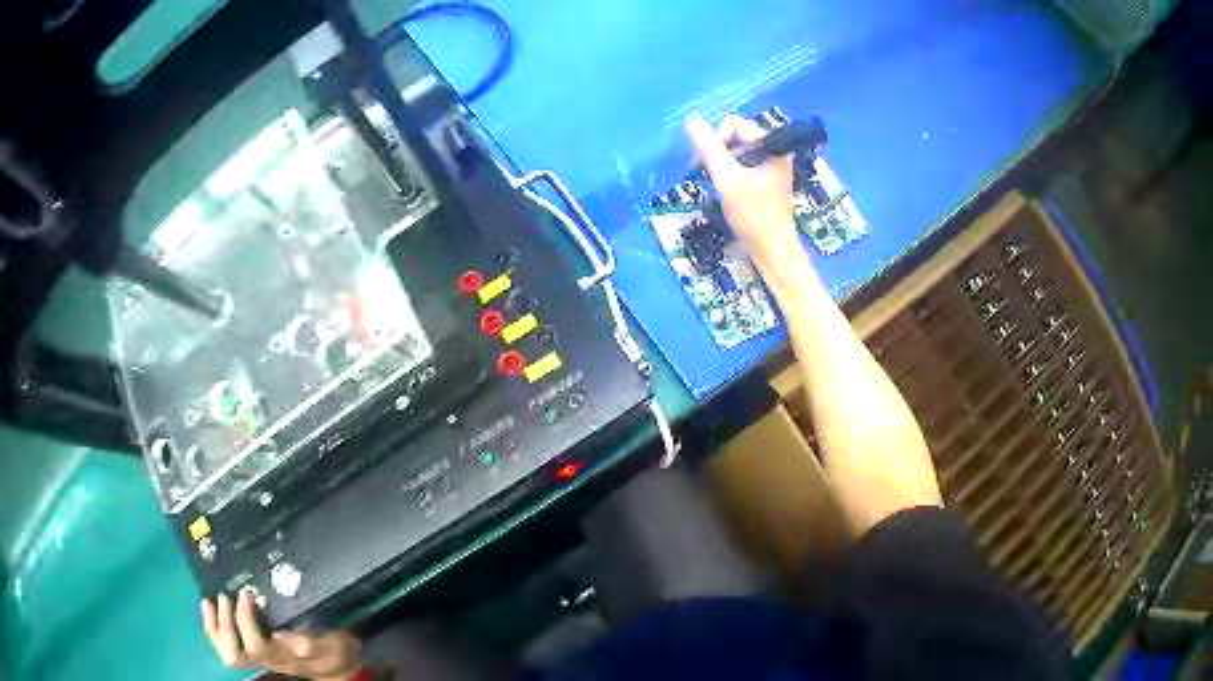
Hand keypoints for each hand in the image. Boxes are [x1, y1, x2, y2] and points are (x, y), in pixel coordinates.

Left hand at [201, 592, 363, 680]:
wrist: (337, 667)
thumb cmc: (335, 651)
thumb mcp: (333, 645)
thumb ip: (311, 641)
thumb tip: (279, 633)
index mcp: (284, 656)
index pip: (257, 645)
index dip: (245, 620)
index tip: (246, 594)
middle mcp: (266, 659)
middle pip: (235, 653)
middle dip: (225, 625)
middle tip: (226, 596)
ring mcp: (258, 657)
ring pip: (228, 653)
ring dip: (214, 628)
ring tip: (209, 601)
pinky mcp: (253, 650)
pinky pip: (226, 646)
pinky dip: (213, 628)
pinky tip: (210, 608)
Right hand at [685, 115, 805, 285]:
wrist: (772, 250)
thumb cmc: (753, 216)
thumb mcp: (727, 180)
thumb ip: (709, 149)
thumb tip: (691, 121)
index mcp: (774, 145)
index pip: (736, 124)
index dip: (717, 138)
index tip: (707, 161)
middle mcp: (776, 149)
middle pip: (737, 134)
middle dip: (719, 149)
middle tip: (709, 171)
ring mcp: (772, 163)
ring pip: (737, 149)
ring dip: (721, 160)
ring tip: (716, 180)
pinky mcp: (767, 176)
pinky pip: (742, 161)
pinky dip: (729, 170)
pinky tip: (724, 186)